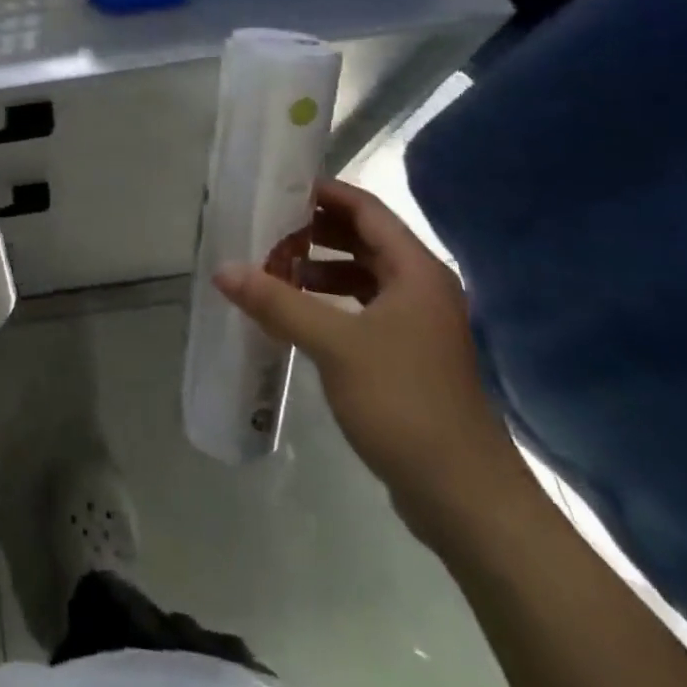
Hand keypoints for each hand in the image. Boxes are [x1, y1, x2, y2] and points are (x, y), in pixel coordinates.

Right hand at [214, 178, 532, 542]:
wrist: (465, 498)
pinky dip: (330, 301)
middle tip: (264, 228)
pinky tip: (296, 314)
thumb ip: (277, 302)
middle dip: (314, 231)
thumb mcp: (333, 345)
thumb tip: (222, 269)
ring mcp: (417, 324)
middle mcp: (421, 288)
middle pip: (364, 239)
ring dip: (319, 268)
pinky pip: (362, 308)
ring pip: (362, 275)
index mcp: (415, 271)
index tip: (276, 188)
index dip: (323, 194)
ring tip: (272, 268)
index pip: (366, 210)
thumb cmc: (404, 403)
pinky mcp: (408, 356)